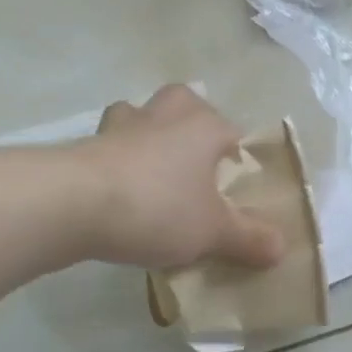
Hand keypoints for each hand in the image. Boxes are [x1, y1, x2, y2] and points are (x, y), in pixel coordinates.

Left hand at [76, 87, 286, 270]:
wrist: (70, 205)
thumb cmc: (158, 207)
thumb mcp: (214, 232)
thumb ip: (249, 238)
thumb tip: (281, 248)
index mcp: (203, 127)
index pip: (233, 131)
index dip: (238, 156)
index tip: (236, 185)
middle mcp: (163, 116)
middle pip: (183, 103)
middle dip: (189, 123)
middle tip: (194, 161)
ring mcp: (119, 127)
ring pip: (139, 118)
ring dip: (147, 135)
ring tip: (152, 173)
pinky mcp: (83, 146)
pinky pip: (109, 147)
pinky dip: (116, 162)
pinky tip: (118, 193)